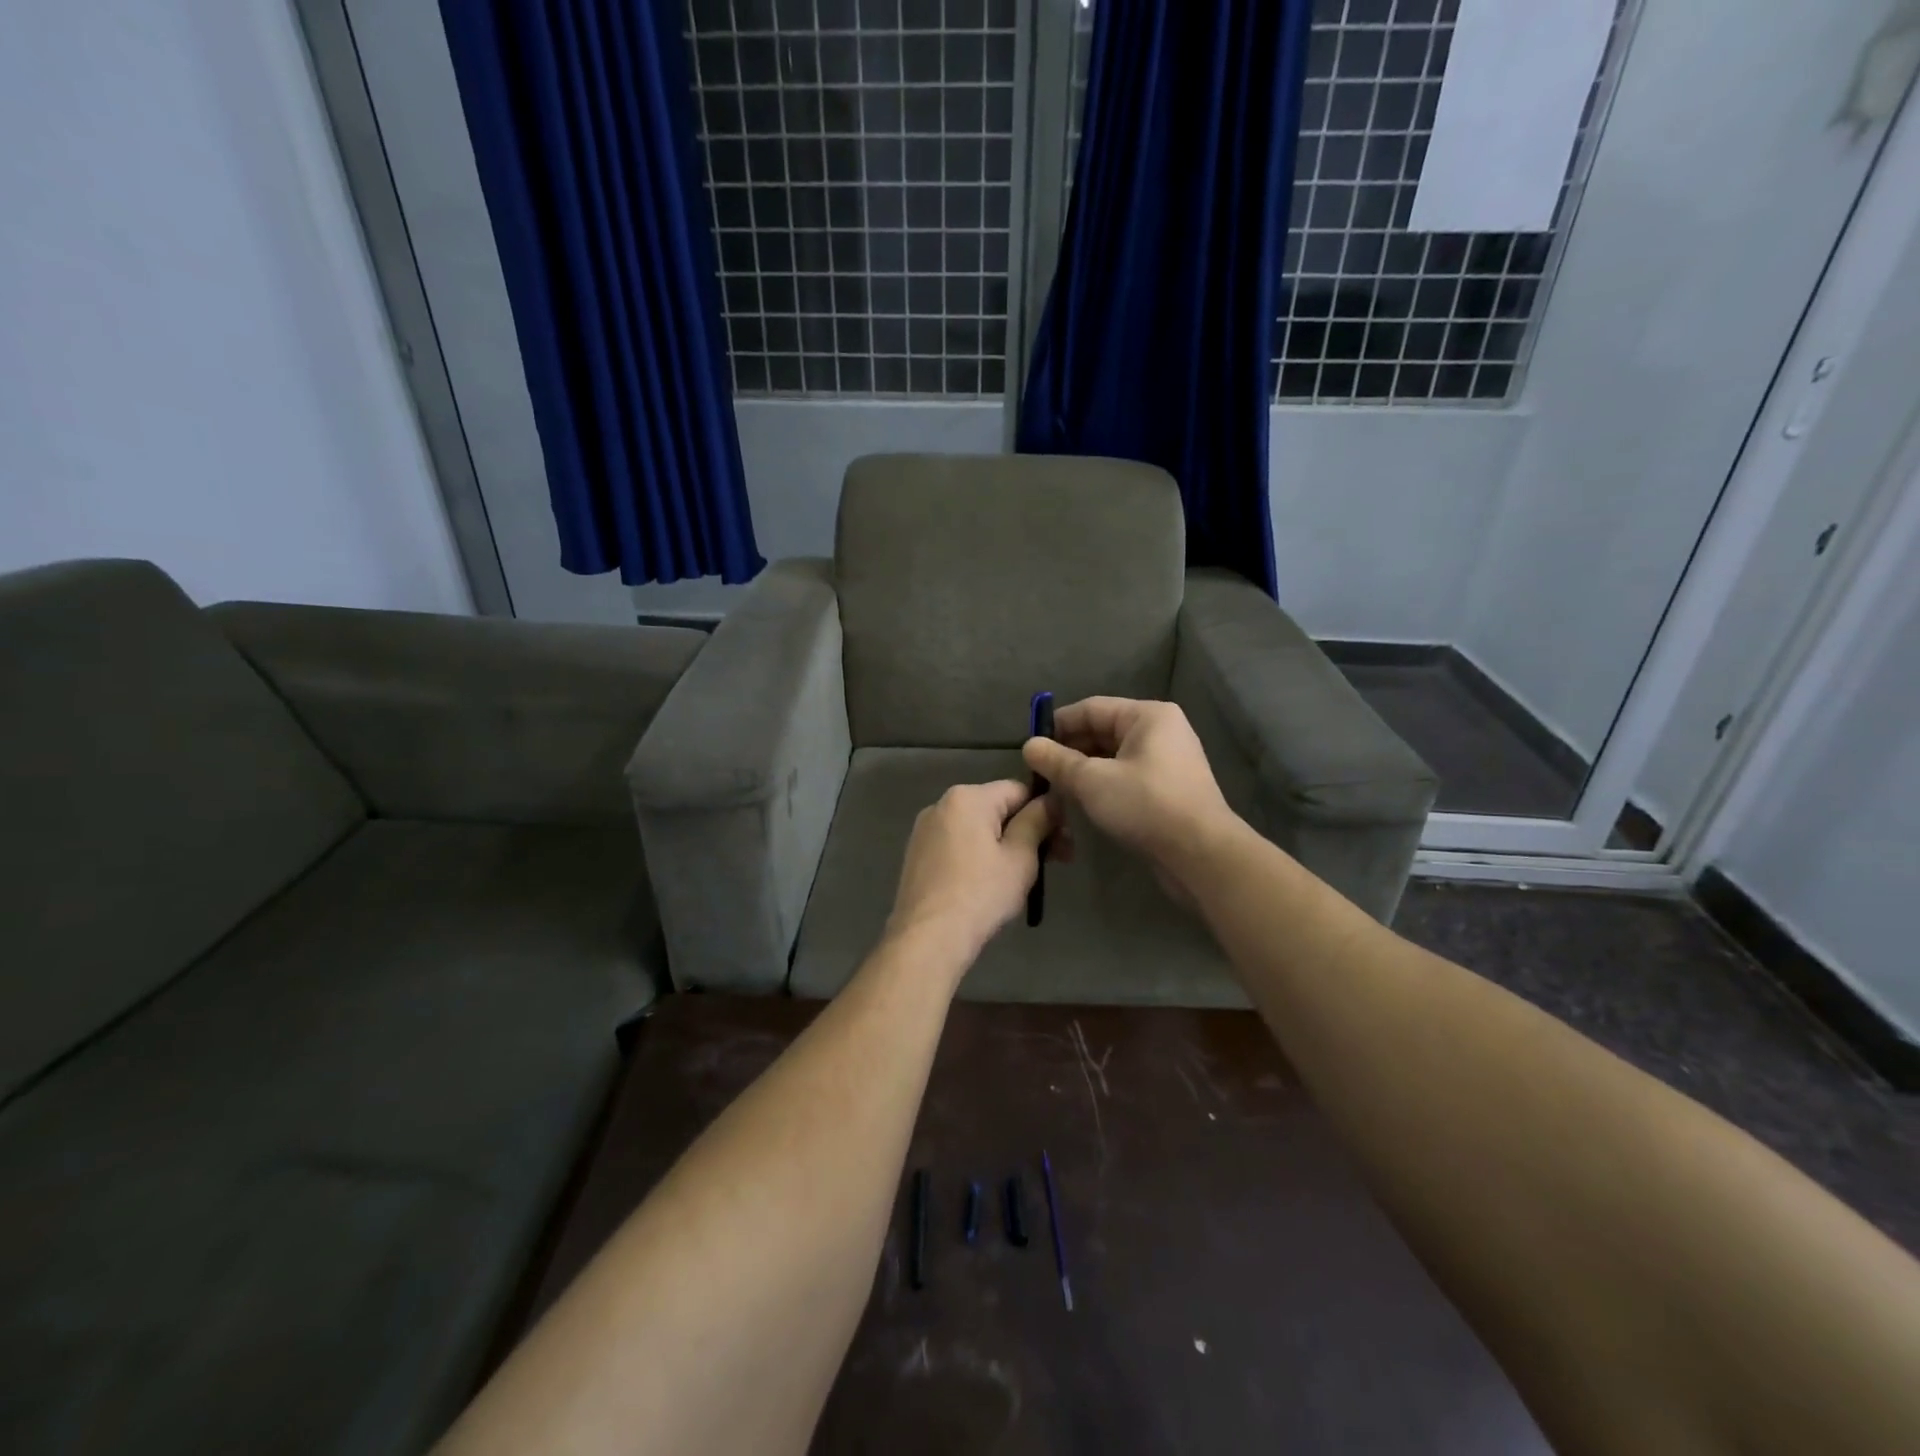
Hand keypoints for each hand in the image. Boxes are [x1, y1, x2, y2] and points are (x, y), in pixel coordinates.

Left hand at [885, 780, 1056, 967]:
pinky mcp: (917, 855)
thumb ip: (1037, 821)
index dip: (1046, 812)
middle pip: (996, 808)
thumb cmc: (981, 894)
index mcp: (967, 798)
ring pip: (977, 829)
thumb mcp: (1020, 857)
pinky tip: (989, 884)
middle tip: (1056, 862)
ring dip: (1004, 845)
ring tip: (1023, 877)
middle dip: (1028, 830)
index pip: (1018, 790)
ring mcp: (925, 830)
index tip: (1064, 842)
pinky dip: (978, 856)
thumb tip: (1051, 800)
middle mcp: (941, 804)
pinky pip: (958, 845)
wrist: (927, 938)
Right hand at [1021, 698, 1235, 898]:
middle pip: (1103, 731)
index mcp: (1148, 716)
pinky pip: (1126, 776)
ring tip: (1055, 788)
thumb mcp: (1092, 781)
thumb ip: (1057, 761)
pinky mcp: (1168, 789)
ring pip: (1113, 757)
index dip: (1057, 725)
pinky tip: (1082, 802)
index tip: (1029, 747)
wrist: (1201, 855)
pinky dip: (1102, 784)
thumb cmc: (1146, 805)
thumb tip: (1028, 745)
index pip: (1091, 709)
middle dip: (1069, 751)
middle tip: (1038, 773)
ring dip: (1083, 770)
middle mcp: (1161, 731)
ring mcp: (1167, 761)